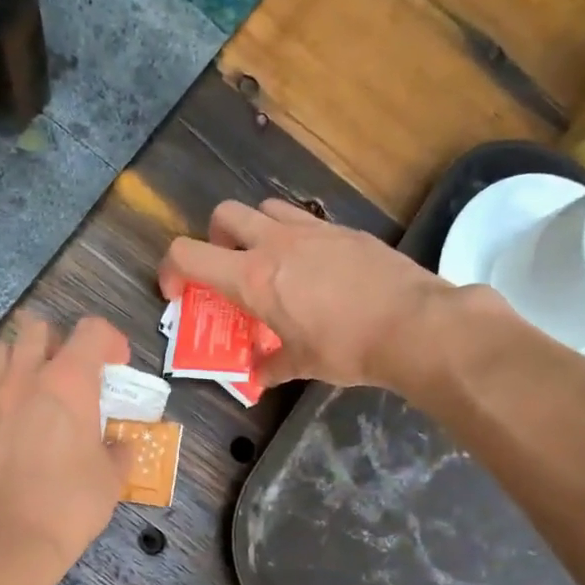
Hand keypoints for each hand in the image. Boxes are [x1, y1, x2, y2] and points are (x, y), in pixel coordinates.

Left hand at [0, 310, 129, 584]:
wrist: (9, 541)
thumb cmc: (70, 505)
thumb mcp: (112, 478)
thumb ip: (119, 451)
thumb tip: (118, 445)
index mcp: (69, 383)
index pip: (91, 331)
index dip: (110, 341)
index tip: (116, 365)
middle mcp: (25, 378)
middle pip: (37, 328)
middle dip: (58, 342)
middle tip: (71, 373)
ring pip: (0, 351)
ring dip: (20, 359)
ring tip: (33, 387)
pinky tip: (2, 414)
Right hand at [159, 199, 472, 389]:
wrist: (414, 324)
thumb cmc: (347, 348)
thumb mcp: (303, 365)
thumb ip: (272, 366)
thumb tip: (258, 376)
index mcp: (252, 278)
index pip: (187, 254)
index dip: (170, 269)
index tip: (178, 291)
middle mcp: (275, 243)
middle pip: (223, 215)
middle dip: (214, 238)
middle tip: (228, 269)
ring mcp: (311, 230)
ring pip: (265, 208)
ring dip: (255, 230)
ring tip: (270, 263)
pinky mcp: (343, 228)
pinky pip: (304, 220)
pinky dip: (295, 237)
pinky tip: (314, 268)